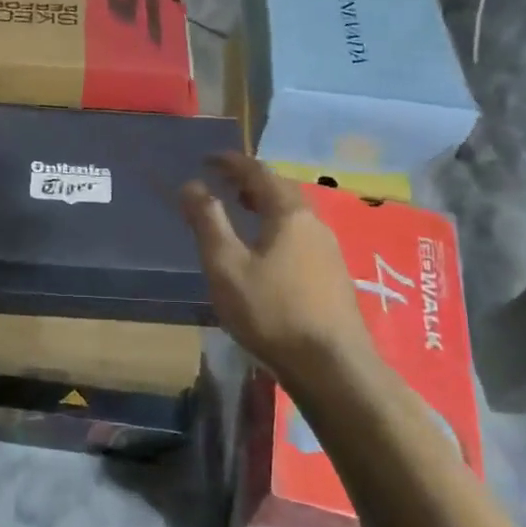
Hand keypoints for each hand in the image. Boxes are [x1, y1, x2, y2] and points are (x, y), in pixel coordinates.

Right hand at [179, 152, 372, 377]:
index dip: (231, 162)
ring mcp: (329, 250)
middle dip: (250, 181)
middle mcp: (314, 223)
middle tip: (223, 184)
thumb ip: (207, 221)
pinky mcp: (333, 275)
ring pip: (293, 213)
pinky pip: (301, 234)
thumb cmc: (272, 311)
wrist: (333, 367)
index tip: (207, 159)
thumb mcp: (226, 266)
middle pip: (280, 189)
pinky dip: (277, 227)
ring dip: (266, 204)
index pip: (258, 172)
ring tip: (241, 212)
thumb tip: (191, 185)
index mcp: (289, 213)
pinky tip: (267, 251)